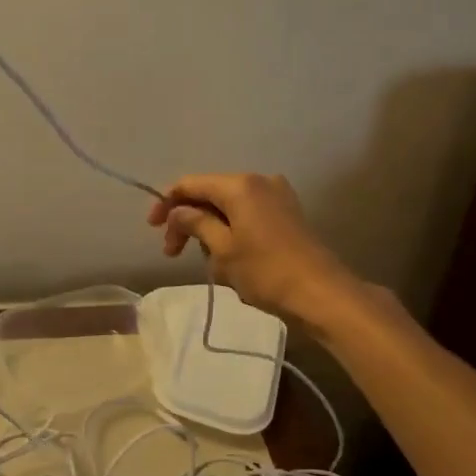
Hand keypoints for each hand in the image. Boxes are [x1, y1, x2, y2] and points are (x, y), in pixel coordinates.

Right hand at [147, 173, 362, 325]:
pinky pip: (248, 216)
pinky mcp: (287, 215)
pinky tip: (230, 259)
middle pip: (210, 194)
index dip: (167, 203)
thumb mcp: (222, 249)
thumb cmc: (266, 271)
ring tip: (209, 265)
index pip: (190, 184)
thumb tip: (178, 211)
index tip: (152, 228)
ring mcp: (277, 197)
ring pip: (228, 207)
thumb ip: (195, 224)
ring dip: (210, 230)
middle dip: (188, 221)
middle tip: (172, 253)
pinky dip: (231, 232)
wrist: (322, 294)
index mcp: (239, 185)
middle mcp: (259, 182)